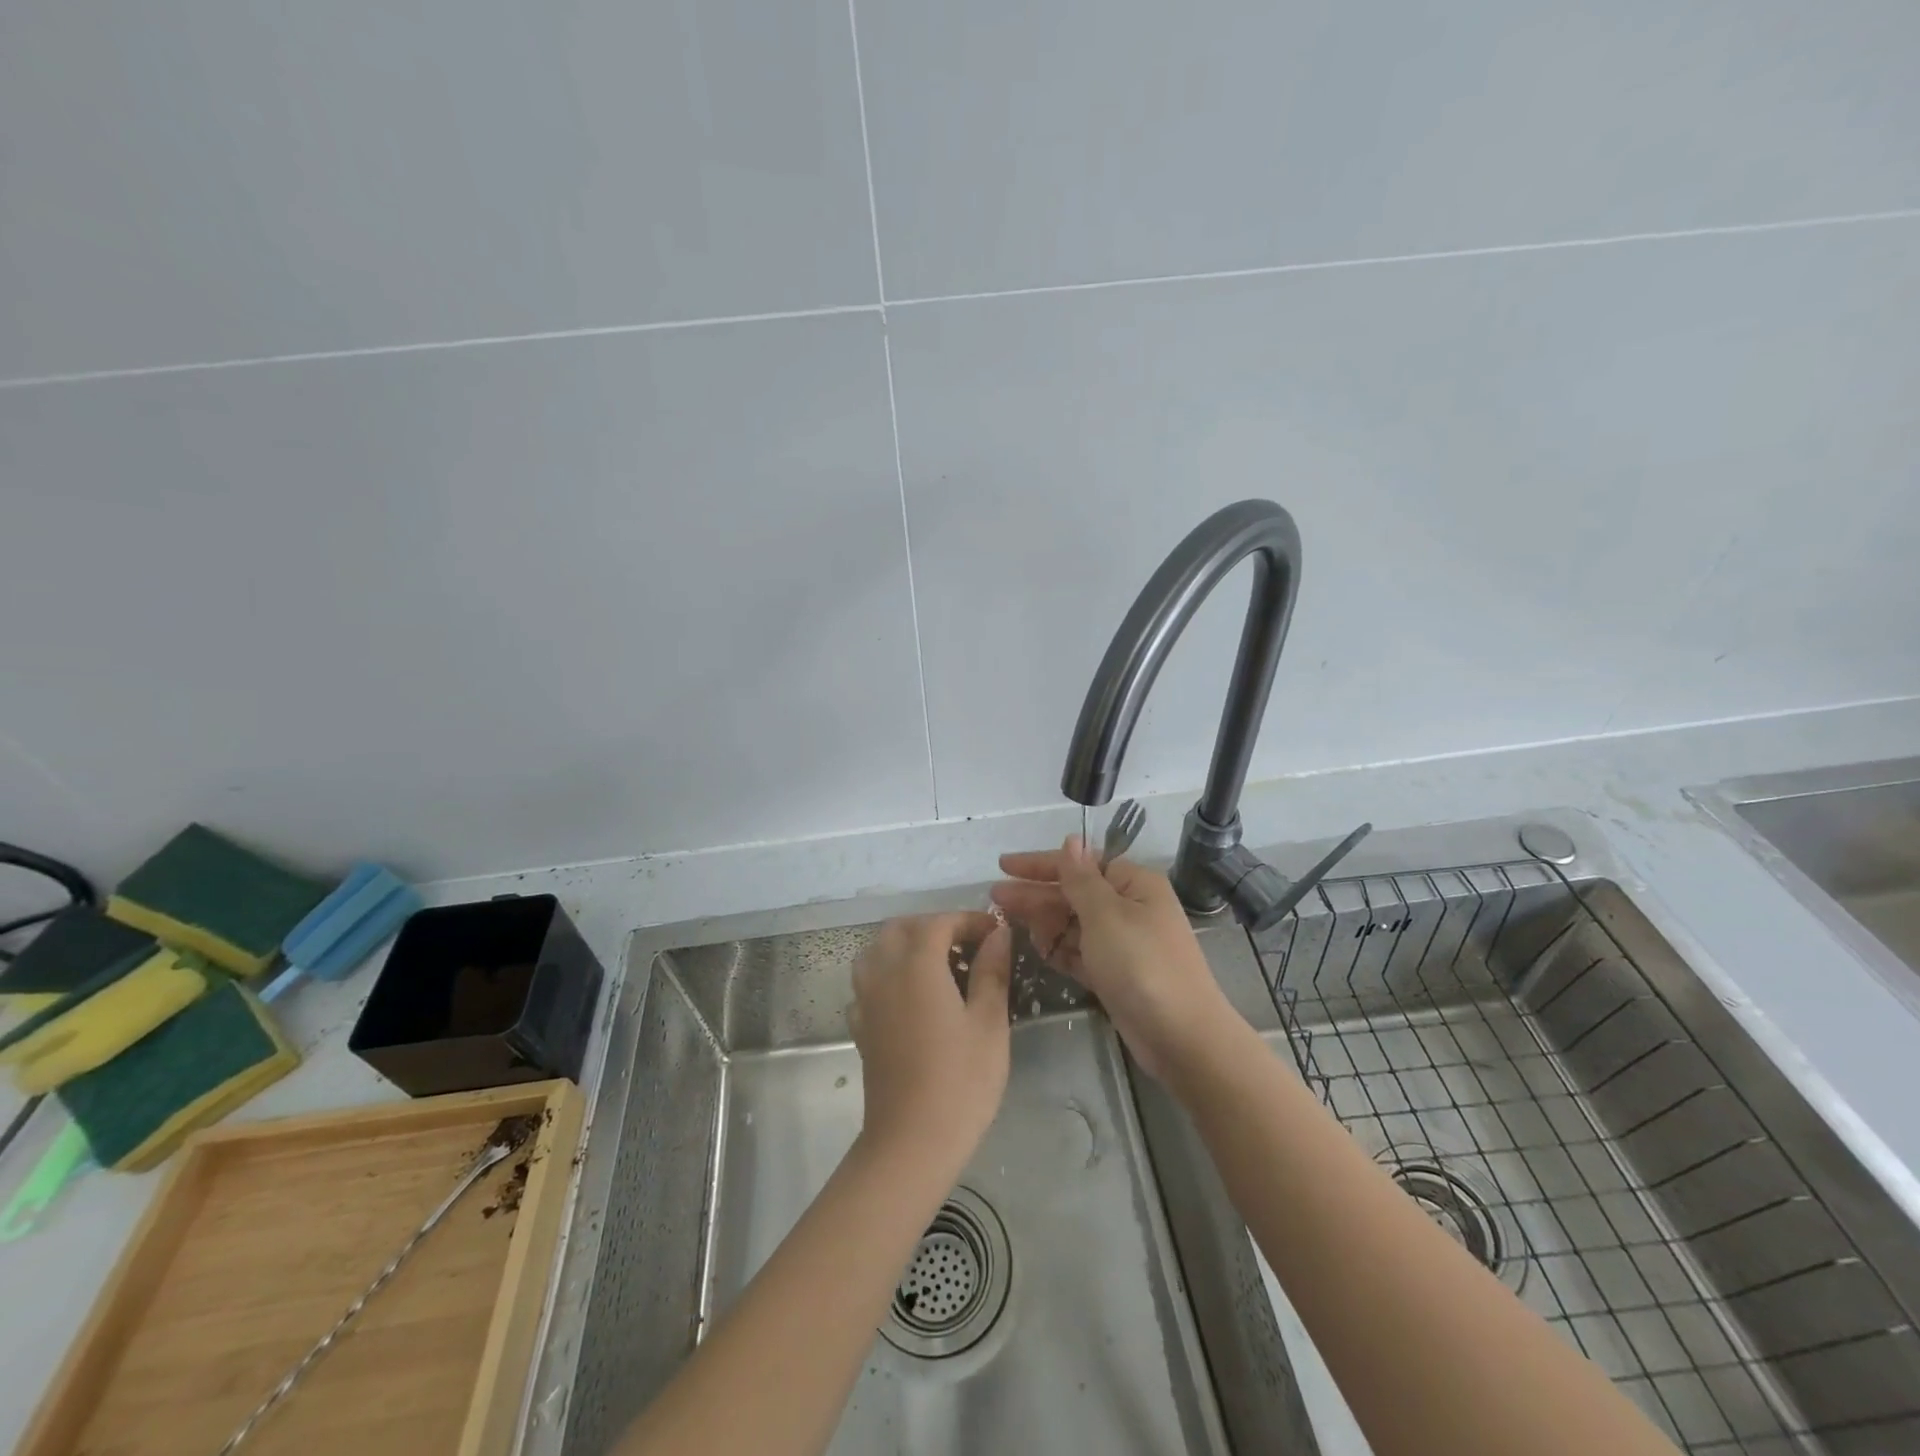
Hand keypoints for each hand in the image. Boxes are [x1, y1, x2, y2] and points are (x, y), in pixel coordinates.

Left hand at [848, 912, 1012, 1171]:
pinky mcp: (861, 1026)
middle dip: (933, 927)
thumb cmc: (960, 1081)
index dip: (968, 920)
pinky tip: (912, 999)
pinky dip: (889, 975)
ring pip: (877, 951)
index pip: (940, 922)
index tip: (996, 933)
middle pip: (901, 928)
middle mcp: (884, 972)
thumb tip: (998, 934)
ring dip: (905, 946)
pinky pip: (868, 982)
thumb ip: (992, 971)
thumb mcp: (989, 1023)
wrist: (911, 1141)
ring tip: (939, 968)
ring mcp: (866, 1000)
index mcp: (917, 965)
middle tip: (967, 946)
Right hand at [992, 837, 1243, 1080]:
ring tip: (1007, 921)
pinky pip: (1080, 953)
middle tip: (994, 897)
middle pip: (1073, 894)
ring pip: (1074, 924)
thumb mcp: (1106, 915)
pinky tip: (1034, 946)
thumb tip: (1071, 839)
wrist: (1182, 1037)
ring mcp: (1123, 944)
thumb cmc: (1142, 965)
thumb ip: (1081, 878)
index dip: (1042, 864)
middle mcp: (1129, 909)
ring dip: (1044, 922)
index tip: (1004, 865)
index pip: (1081, 864)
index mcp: (1134, 885)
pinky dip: (1059, 949)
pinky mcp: (1115, 975)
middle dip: (1035, 894)